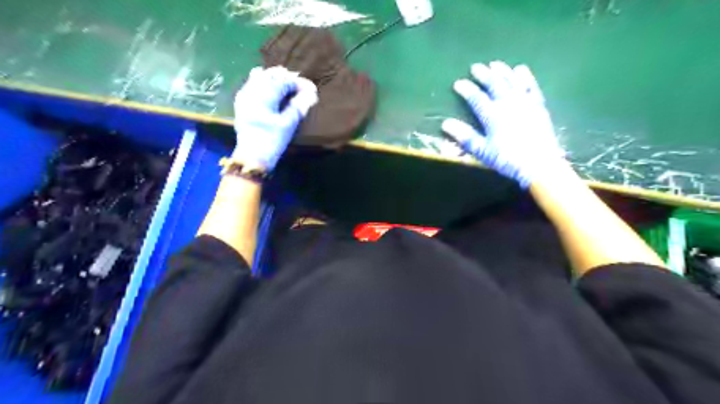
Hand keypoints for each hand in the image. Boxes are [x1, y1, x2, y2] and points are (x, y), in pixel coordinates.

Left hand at [234, 64, 317, 170]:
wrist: (251, 156)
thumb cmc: (272, 142)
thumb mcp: (288, 125)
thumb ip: (299, 106)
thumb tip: (312, 93)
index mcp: (264, 97)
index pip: (284, 82)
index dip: (298, 83)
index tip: (311, 89)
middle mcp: (252, 91)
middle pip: (271, 76)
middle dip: (287, 78)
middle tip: (301, 87)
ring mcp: (245, 95)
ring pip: (260, 77)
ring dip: (275, 79)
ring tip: (288, 86)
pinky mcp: (242, 102)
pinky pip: (252, 83)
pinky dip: (264, 83)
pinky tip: (272, 88)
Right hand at [442, 60, 564, 187]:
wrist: (539, 165)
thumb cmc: (507, 159)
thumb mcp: (482, 151)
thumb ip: (465, 136)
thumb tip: (445, 124)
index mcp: (493, 116)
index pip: (477, 98)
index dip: (467, 90)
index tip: (458, 83)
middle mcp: (508, 104)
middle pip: (495, 85)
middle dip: (484, 75)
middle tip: (476, 67)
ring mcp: (525, 103)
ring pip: (512, 82)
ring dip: (503, 72)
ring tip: (495, 64)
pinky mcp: (538, 106)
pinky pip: (531, 87)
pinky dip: (525, 77)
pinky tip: (521, 70)